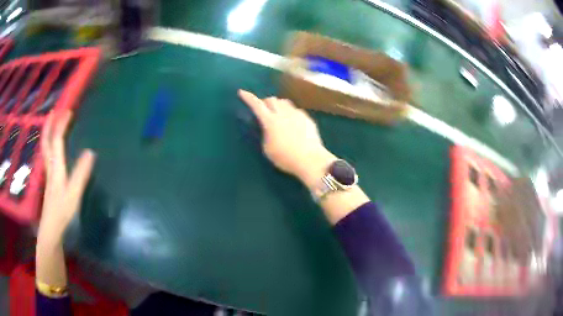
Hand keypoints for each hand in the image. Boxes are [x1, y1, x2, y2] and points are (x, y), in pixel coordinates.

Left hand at [38, 111, 95, 241]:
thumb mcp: (74, 194)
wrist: (51, 228)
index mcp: (56, 167)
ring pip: (45, 148)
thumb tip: (90, 152)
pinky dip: (49, 145)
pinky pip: (47, 156)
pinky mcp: (49, 180)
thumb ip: (81, 174)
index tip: (68, 111)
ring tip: (51, 124)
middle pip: (46, 141)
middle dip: (49, 125)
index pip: (57, 140)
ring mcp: (48, 173)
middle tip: (54, 111)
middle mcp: (50, 166)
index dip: (61, 125)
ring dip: (47, 133)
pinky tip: (52, 148)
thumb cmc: (62, 212)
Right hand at [238, 90, 335, 187]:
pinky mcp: (307, 118)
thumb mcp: (267, 149)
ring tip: (277, 112)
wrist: (311, 160)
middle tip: (263, 109)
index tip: (242, 92)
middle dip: (264, 101)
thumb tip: (266, 127)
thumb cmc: (285, 158)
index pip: (257, 105)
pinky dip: (289, 112)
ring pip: (284, 102)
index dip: (248, 98)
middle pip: (271, 99)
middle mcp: (283, 113)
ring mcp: (297, 114)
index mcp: (270, 121)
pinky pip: (295, 109)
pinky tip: (292, 121)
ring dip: (277, 104)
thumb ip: (265, 134)